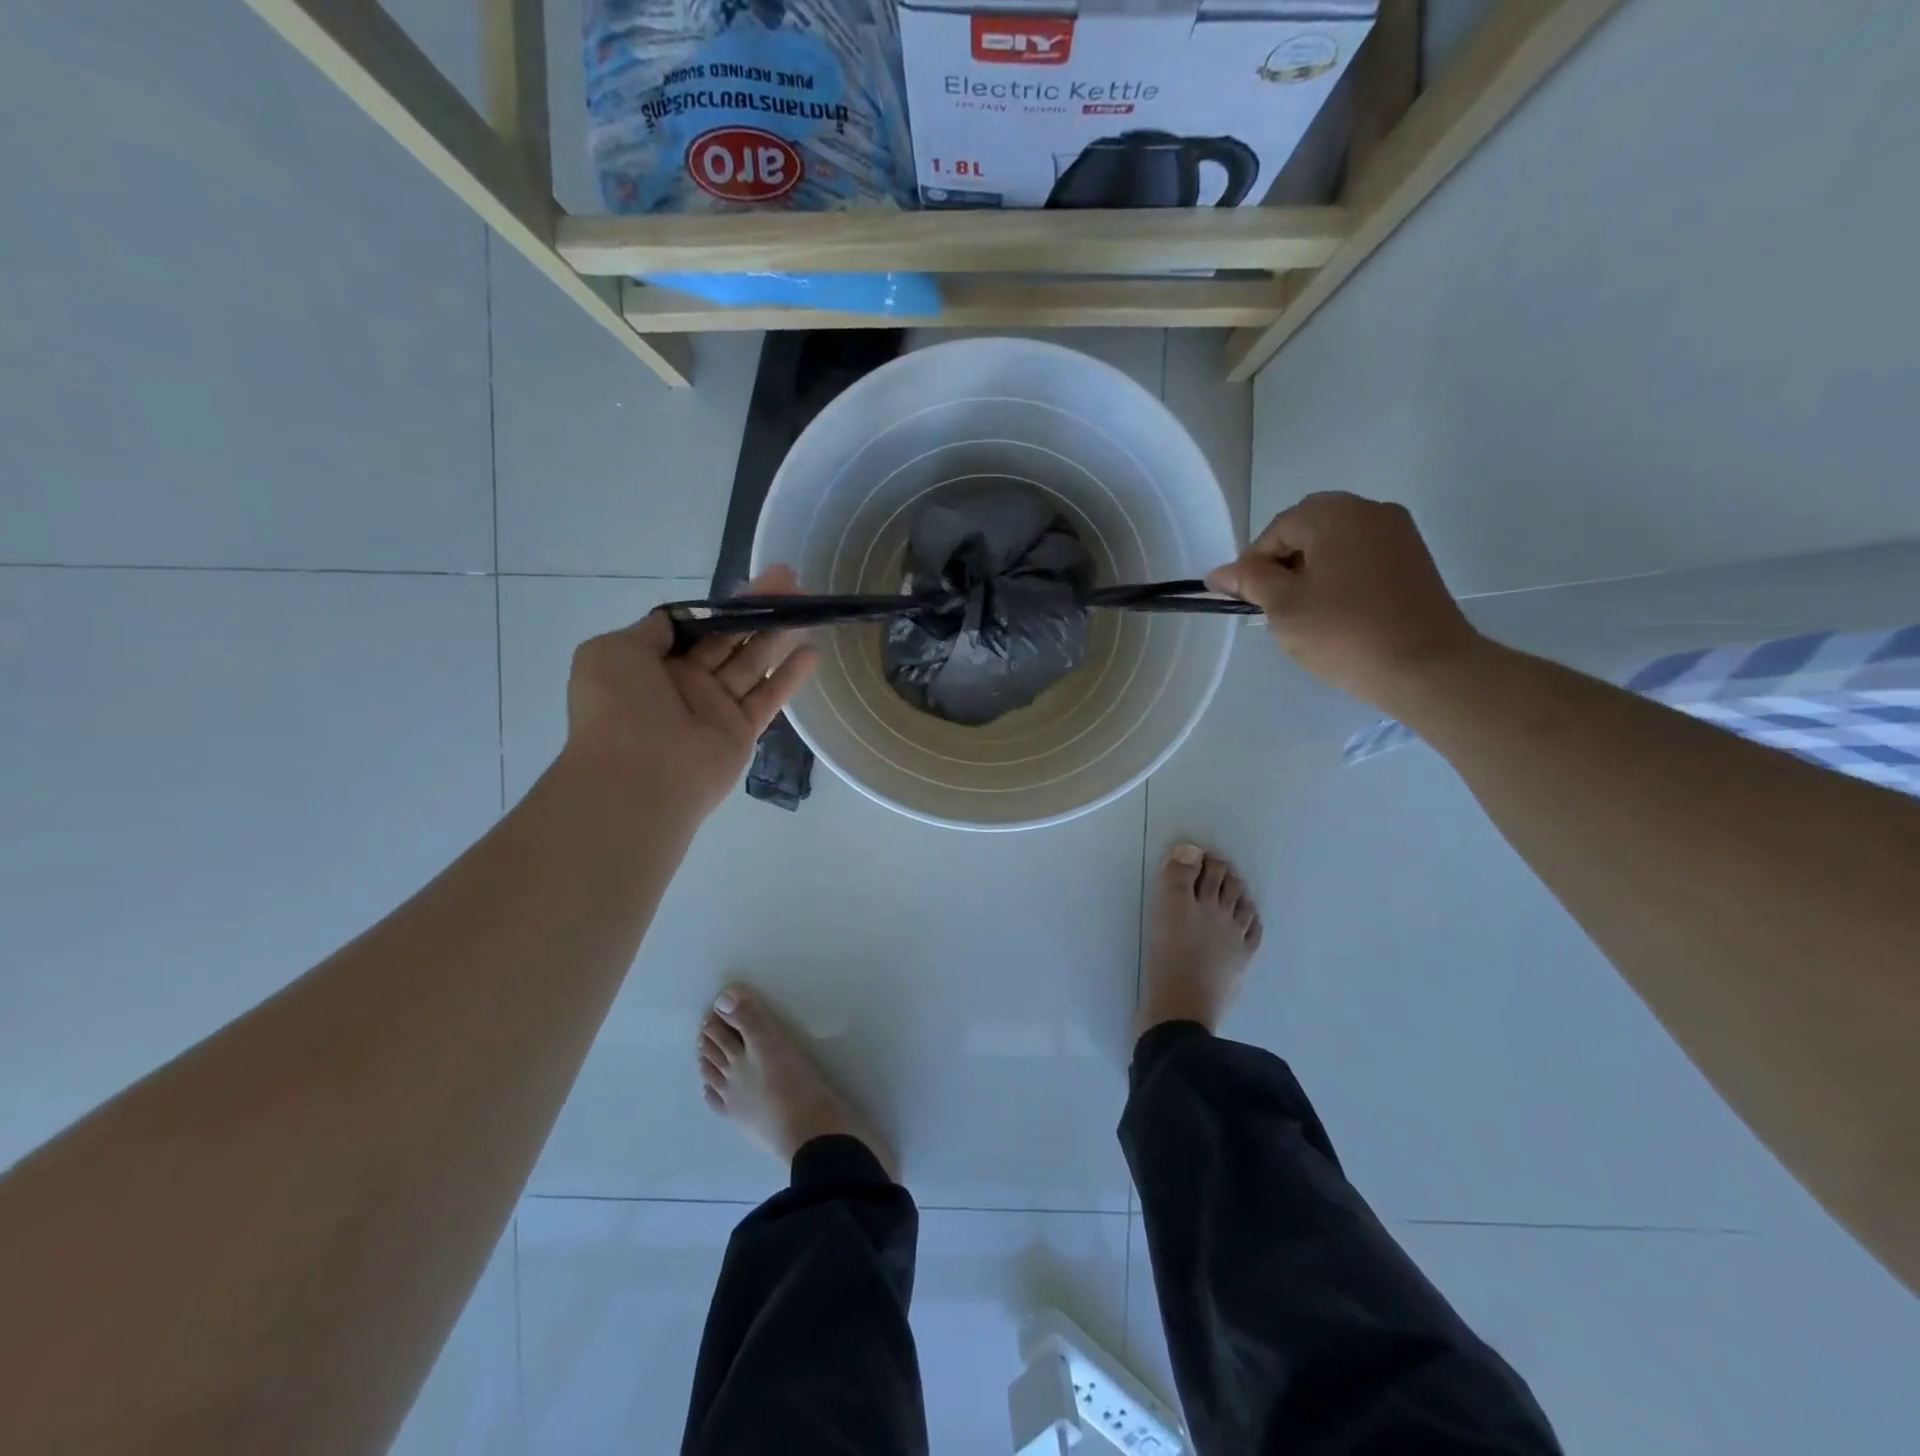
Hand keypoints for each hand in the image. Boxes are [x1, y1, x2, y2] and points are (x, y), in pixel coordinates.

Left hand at [564, 565, 819, 820]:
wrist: (639, 775)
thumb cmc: (620, 707)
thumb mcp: (613, 651)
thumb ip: (651, 631)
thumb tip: (676, 620)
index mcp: (650, 664)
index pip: (694, 626)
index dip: (722, 606)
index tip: (751, 585)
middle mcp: (683, 683)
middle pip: (728, 639)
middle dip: (757, 610)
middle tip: (791, 582)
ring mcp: (714, 708)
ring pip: (752, 663)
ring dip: (778, 635)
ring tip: (808, 607)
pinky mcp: (741, 732)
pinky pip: (768, 698)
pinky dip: (790, 676)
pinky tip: (812, 652)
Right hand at [1207, 492, 1481, 710]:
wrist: (1425, 667)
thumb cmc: (1344, 632)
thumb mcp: (1283, 607)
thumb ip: (1249, 581)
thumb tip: (1218, 573)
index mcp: (1335, 514)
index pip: (1276, 530)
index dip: (1253, 565)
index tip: (1245, 601)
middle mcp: (1371, 511)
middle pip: (1307, 531)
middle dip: (1283, 565)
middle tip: (1272, 607)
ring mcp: (1399, 535)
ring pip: (1335, 545)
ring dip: (1310, 572)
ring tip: (1304, 615)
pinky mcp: (1414, 561)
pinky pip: (1361, 559)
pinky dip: (1339, 579)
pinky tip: (1335, 614)